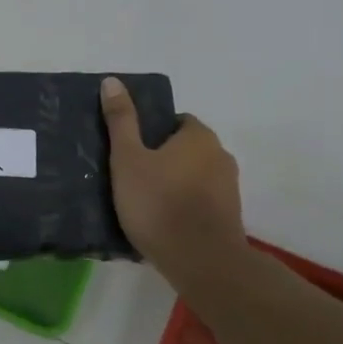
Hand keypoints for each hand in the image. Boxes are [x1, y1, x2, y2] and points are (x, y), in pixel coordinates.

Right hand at [101, 76, 246, 275]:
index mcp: (199, 136)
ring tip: (144, 202)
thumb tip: (112, 80)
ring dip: (174, 183)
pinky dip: (185, 206)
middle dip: (162, 158)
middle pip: (186, 149)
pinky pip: (201, 202)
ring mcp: (230, 189)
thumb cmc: (159, 203)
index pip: (175, 121)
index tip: (130, 150)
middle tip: (131, 176)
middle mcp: (221, 156)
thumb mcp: (128, 159)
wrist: (202, 262)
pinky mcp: (230, 217)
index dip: (151, 132)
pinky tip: (163, 222)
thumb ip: (121, 120)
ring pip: (194, 176)